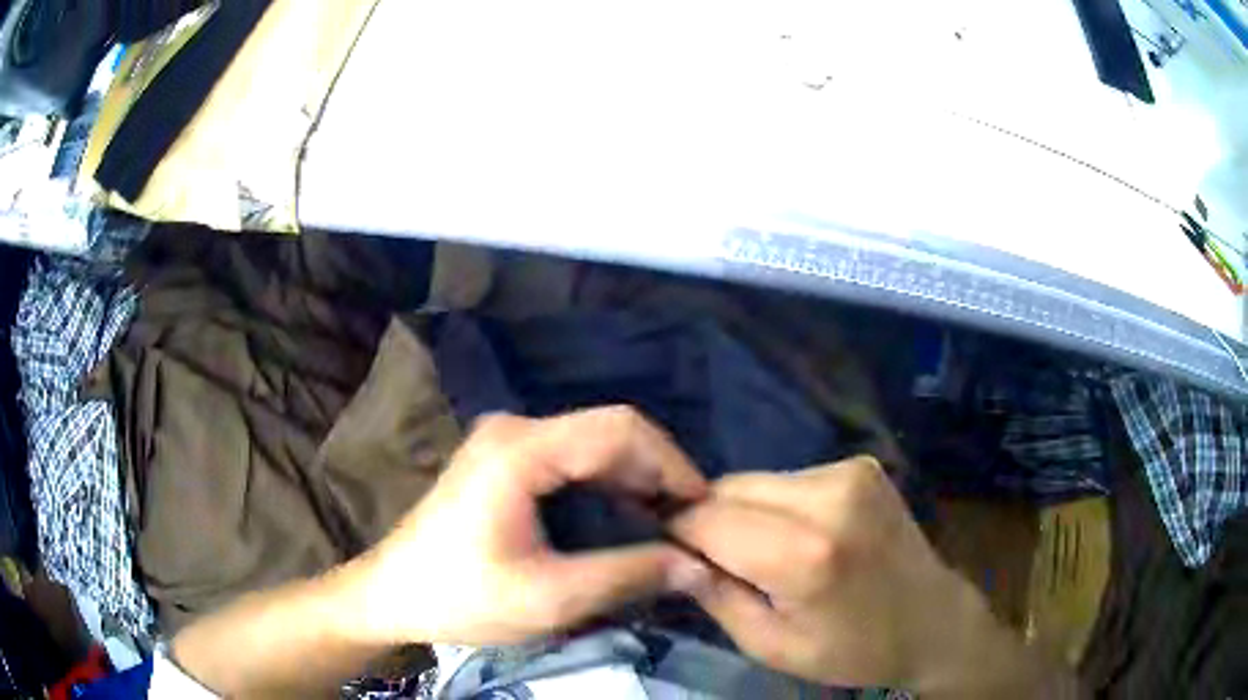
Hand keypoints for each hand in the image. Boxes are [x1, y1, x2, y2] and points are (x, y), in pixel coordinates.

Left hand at [345, 407, 711, 645]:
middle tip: (689, 520)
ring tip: (668, 521)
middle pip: (608, 430)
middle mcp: (515, 428)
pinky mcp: (504, 458)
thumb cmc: (461, 598)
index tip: (701, 507)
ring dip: (635, 477)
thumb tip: (698, 566)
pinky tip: (627, 512)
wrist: (392, 594)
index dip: (671, 462)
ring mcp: (506, 440)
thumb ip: (628, 576)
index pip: (620, 429)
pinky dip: (608, 481)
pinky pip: (572, 456)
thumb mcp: (550, 598)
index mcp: (521, 450)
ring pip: (593, 442)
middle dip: (657, 471)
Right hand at [671, 457, 1061, 694]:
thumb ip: (716, 597)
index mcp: (806, 554)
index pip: (707, 519)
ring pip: (758, 480)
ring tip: (766, 552)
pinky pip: (791, 478)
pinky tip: (800, 535)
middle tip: (720, 561)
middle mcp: (830, 497)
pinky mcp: (862, 465)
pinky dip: (778, 504)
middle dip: (711, 520)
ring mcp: (851, 472)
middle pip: (730, 489)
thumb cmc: (853, 649)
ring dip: (745, 511)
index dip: (678, 532)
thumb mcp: (772, 646)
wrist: (932, 621)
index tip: (668, 551)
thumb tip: (673, 555)